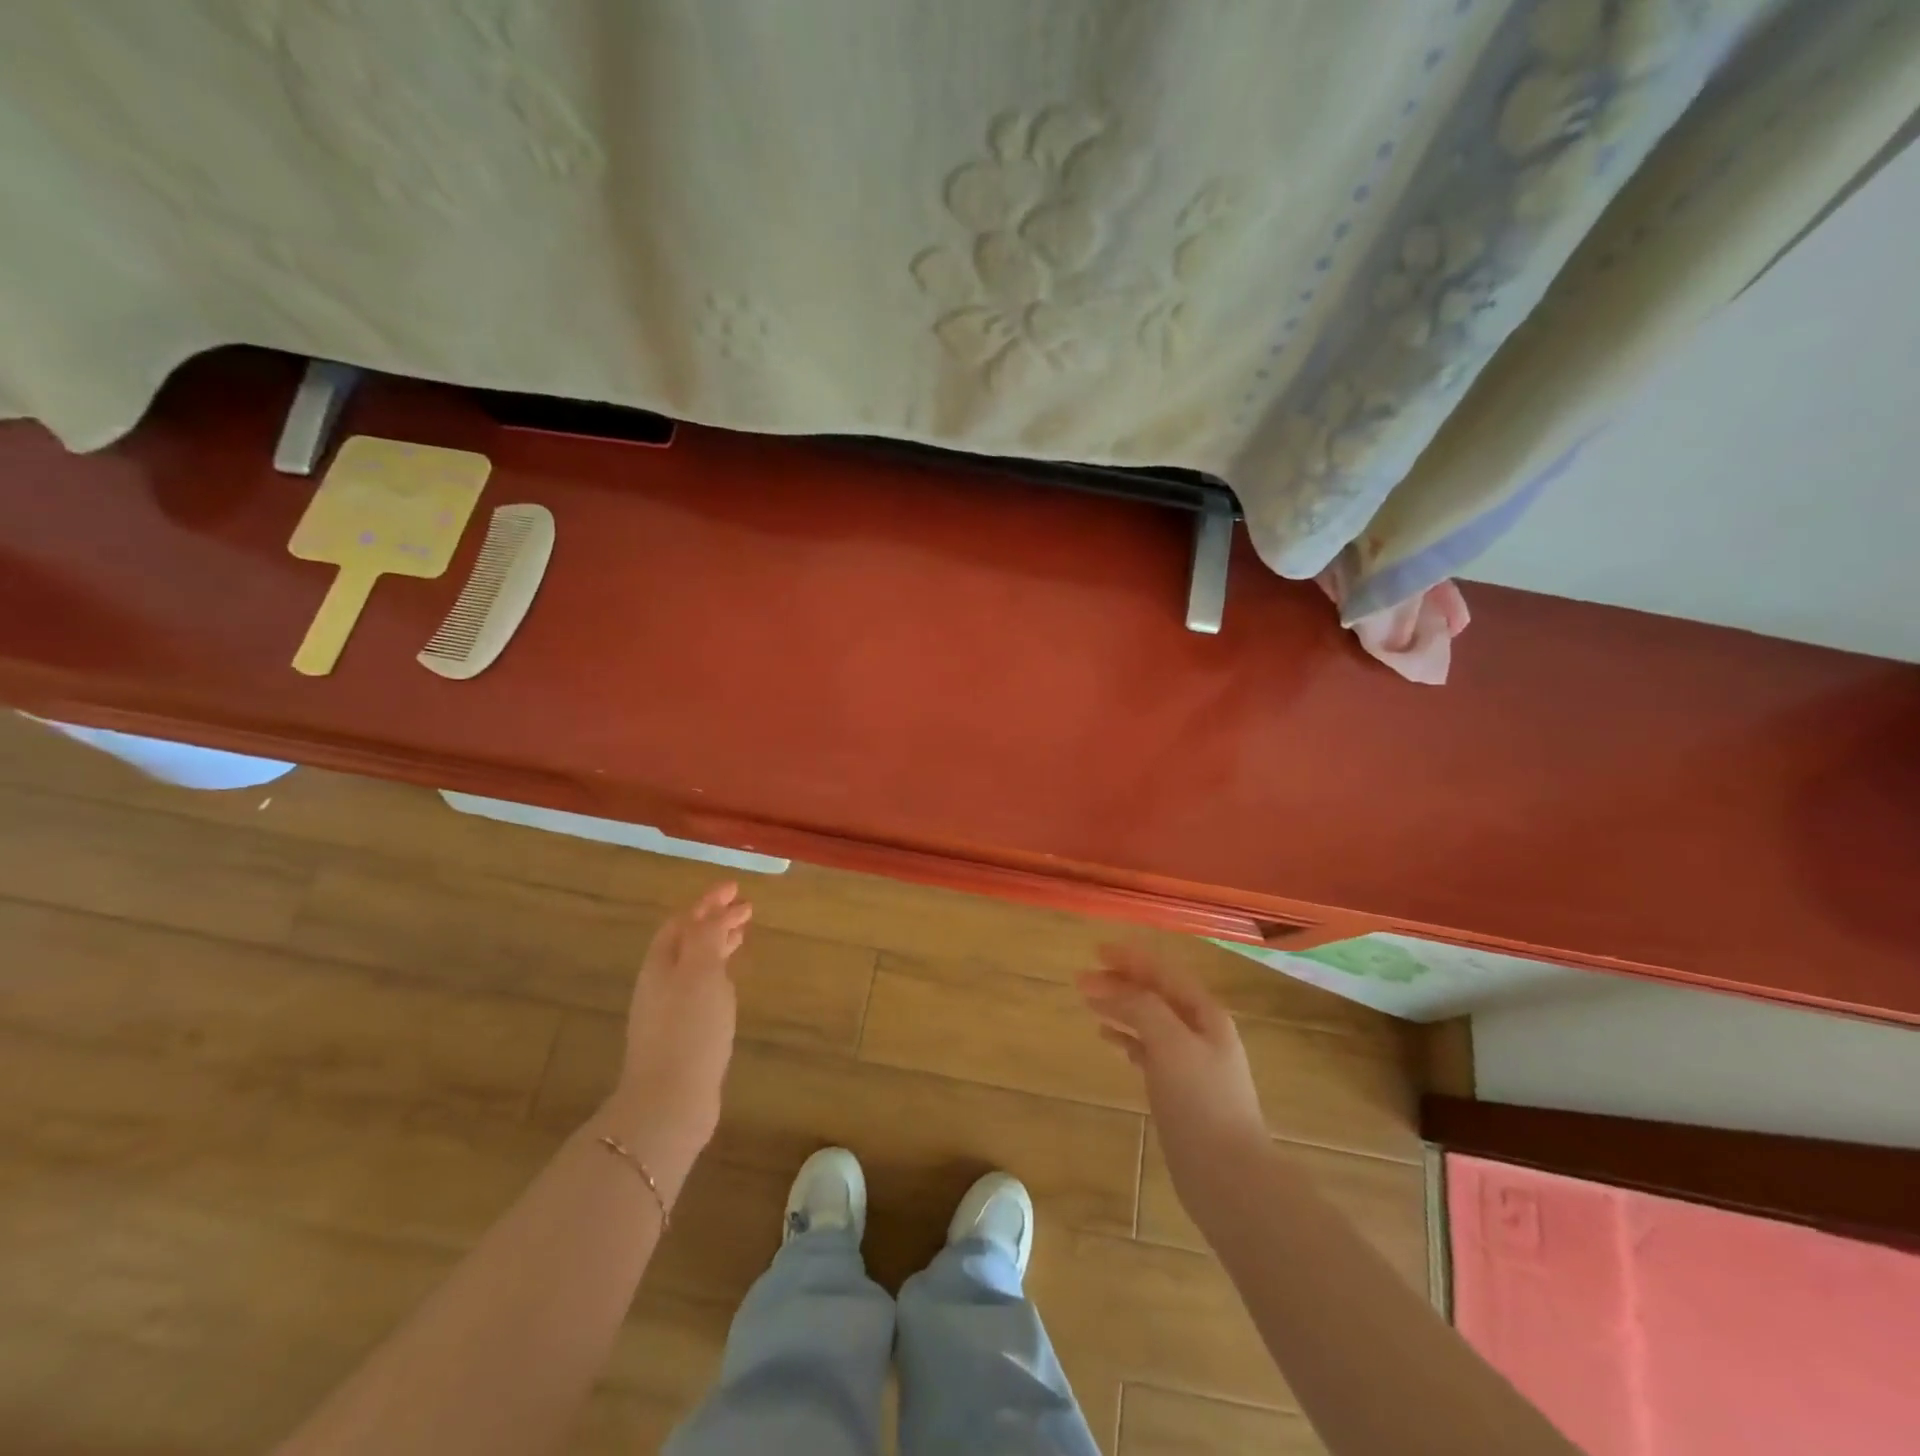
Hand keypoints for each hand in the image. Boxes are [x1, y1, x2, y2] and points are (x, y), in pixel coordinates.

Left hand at [606, 883, 752, 1179]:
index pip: (683, 920)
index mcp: (661, 964)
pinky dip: (718, 974)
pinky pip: (700, 989)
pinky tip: (731, 982)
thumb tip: (714, 912)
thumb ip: (707, 936)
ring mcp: (668, 1011)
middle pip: (687, 941)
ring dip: (717, 946)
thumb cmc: (688, 1029)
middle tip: (746, 910)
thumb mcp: (701, 972)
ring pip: (694, 965)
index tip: (736, 887)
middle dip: (714, 921)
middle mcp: (660, 983)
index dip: (708, 902)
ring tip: (742, 937)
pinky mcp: (681, 1035)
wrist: (670, 1101)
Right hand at [1078, 946, 1267, 1177]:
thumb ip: (1142, 1008)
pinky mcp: (1180, 1091)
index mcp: (1204, 1014)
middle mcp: (1200, 1032)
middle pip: (1155, 995)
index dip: (1131, 958)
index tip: (1096, 951)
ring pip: (1150, 1022)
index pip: (1163, 972)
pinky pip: (1149, 1051)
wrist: (1229, 1177)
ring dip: (1121, 1008)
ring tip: (1089, 1004)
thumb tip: (1110, 987)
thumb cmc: (1201, 1103)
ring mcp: (1191, 1062)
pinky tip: (1109, 1040)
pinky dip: (1128, 1039)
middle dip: (1120, 983)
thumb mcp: (1170, 1044)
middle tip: (1082, 979)